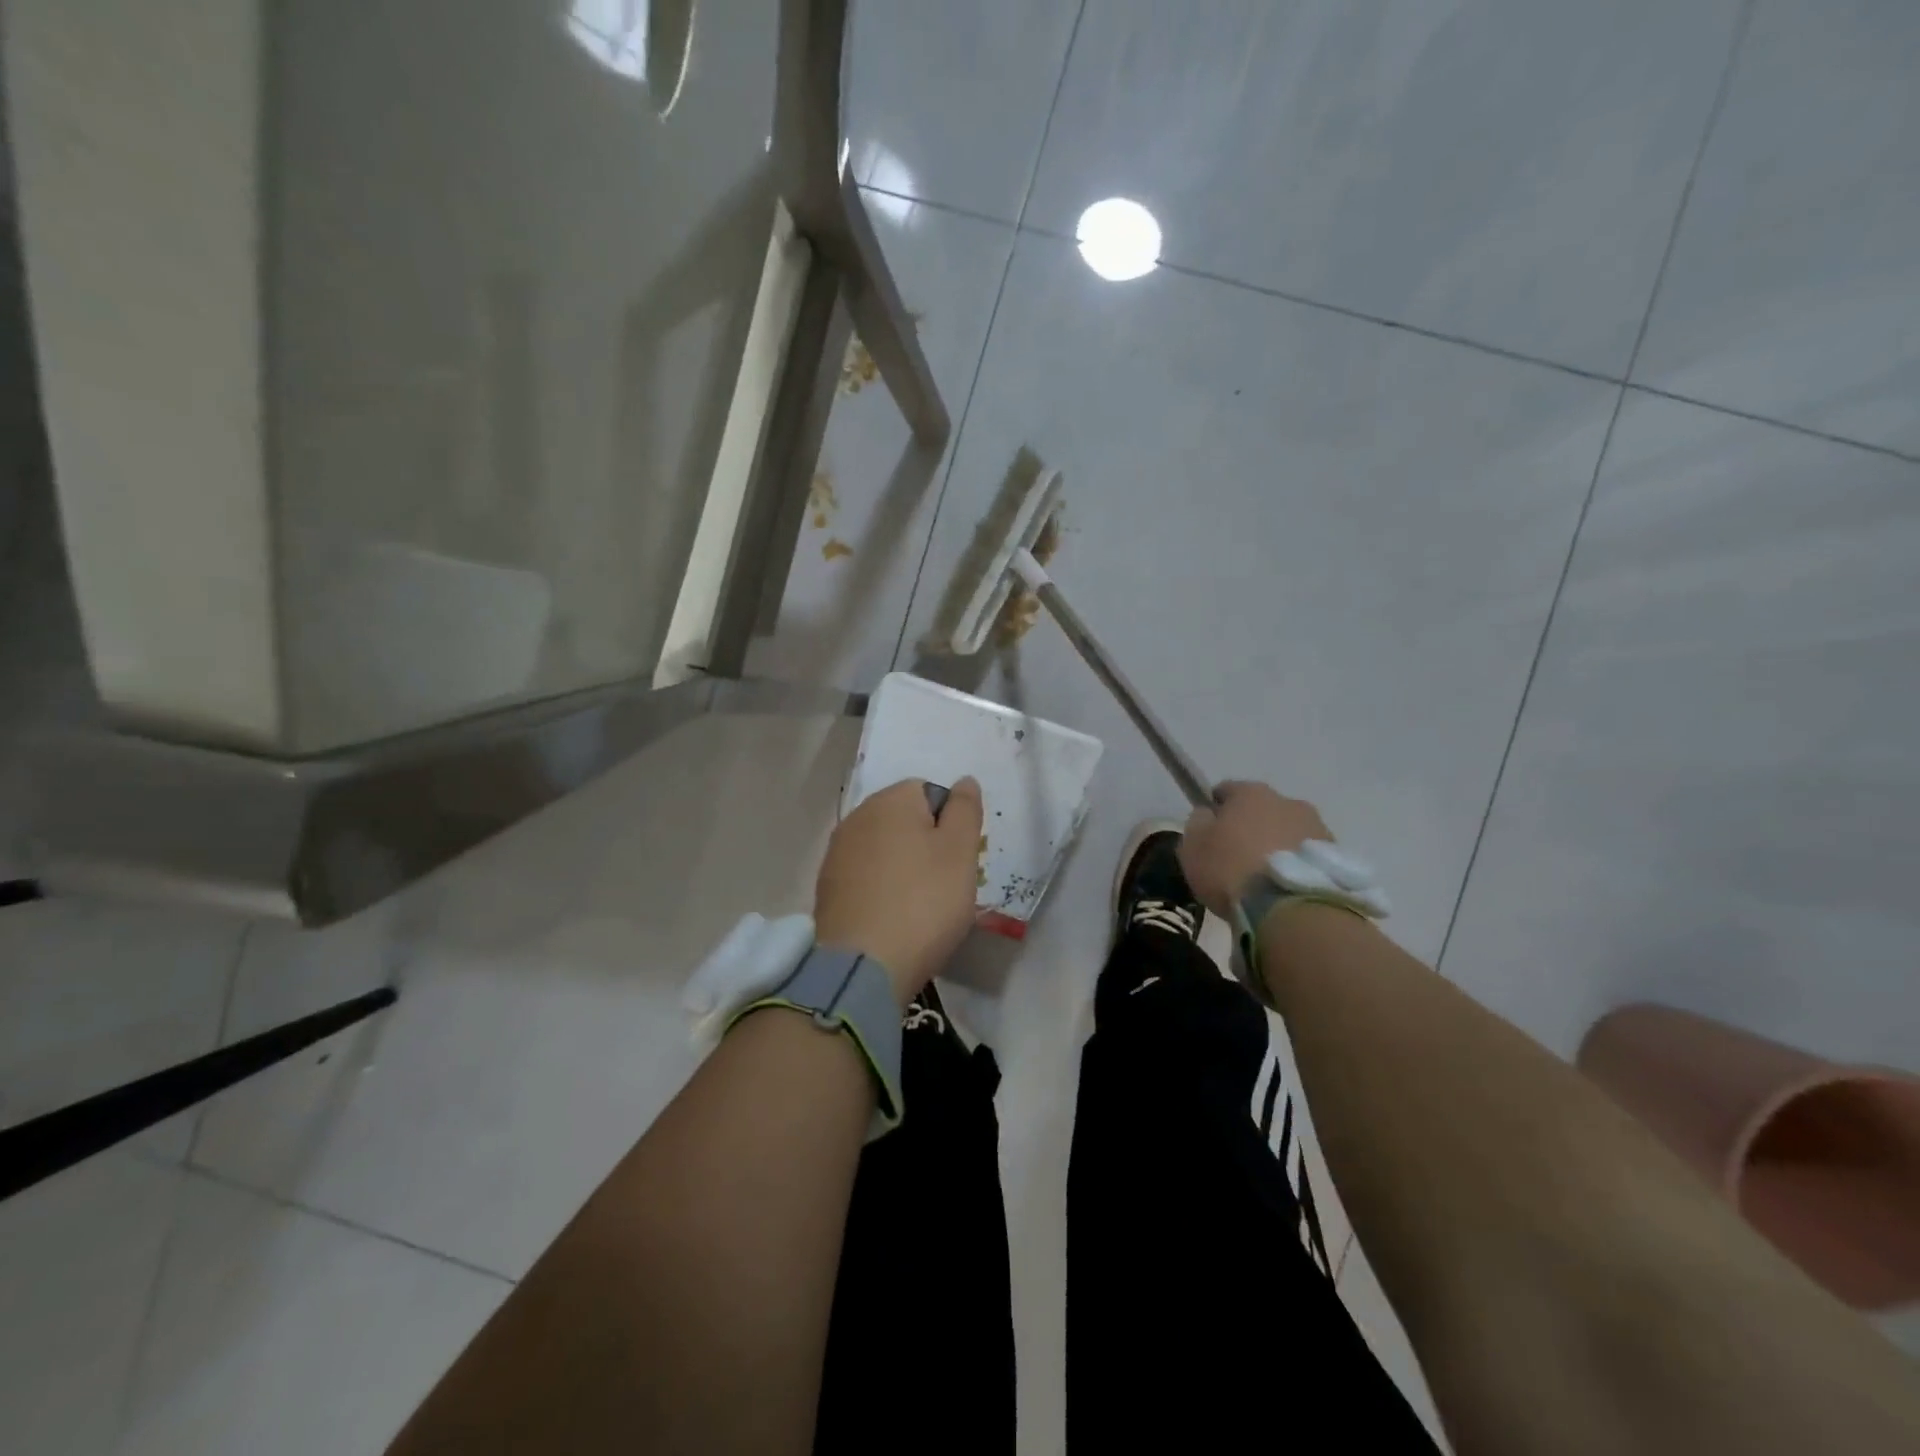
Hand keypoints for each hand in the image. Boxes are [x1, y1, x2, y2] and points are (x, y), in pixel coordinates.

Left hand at [814, 777, 983, 1004]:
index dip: (949, 823)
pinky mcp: (827, 887)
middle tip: (944, 884)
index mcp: (891, 800)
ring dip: (903, 867)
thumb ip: (965, 810)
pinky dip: (881, 889)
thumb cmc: (923, 902)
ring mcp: (837, 853)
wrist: (863, 966)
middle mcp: (858, 817)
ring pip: (884, 849)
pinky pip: (865, 876)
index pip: (929, 792)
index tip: (958, 859)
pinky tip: (892, 918)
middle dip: (926, 845)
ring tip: (919, 907)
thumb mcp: (960, 852)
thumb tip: (964, 781)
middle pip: (904, 820)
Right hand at [1178, 781, 1333, 917]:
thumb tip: (1207, 814)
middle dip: (1250, 828)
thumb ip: (1198, 822)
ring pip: (1288, 832)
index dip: (1215, 810)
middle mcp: (1288, 802)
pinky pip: (1306, 856)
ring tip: (1265, 878)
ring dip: (1276, 846)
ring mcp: (1317, 828)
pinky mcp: (1336, 857)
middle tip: (1236, 858)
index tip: (1208, 833)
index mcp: (1251, 793)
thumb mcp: (1194, 845)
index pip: (1226, 790)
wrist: (1289, 910)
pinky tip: (1284, 888)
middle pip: (1261, 810)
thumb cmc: (1231, 870)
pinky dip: (1296, 866)